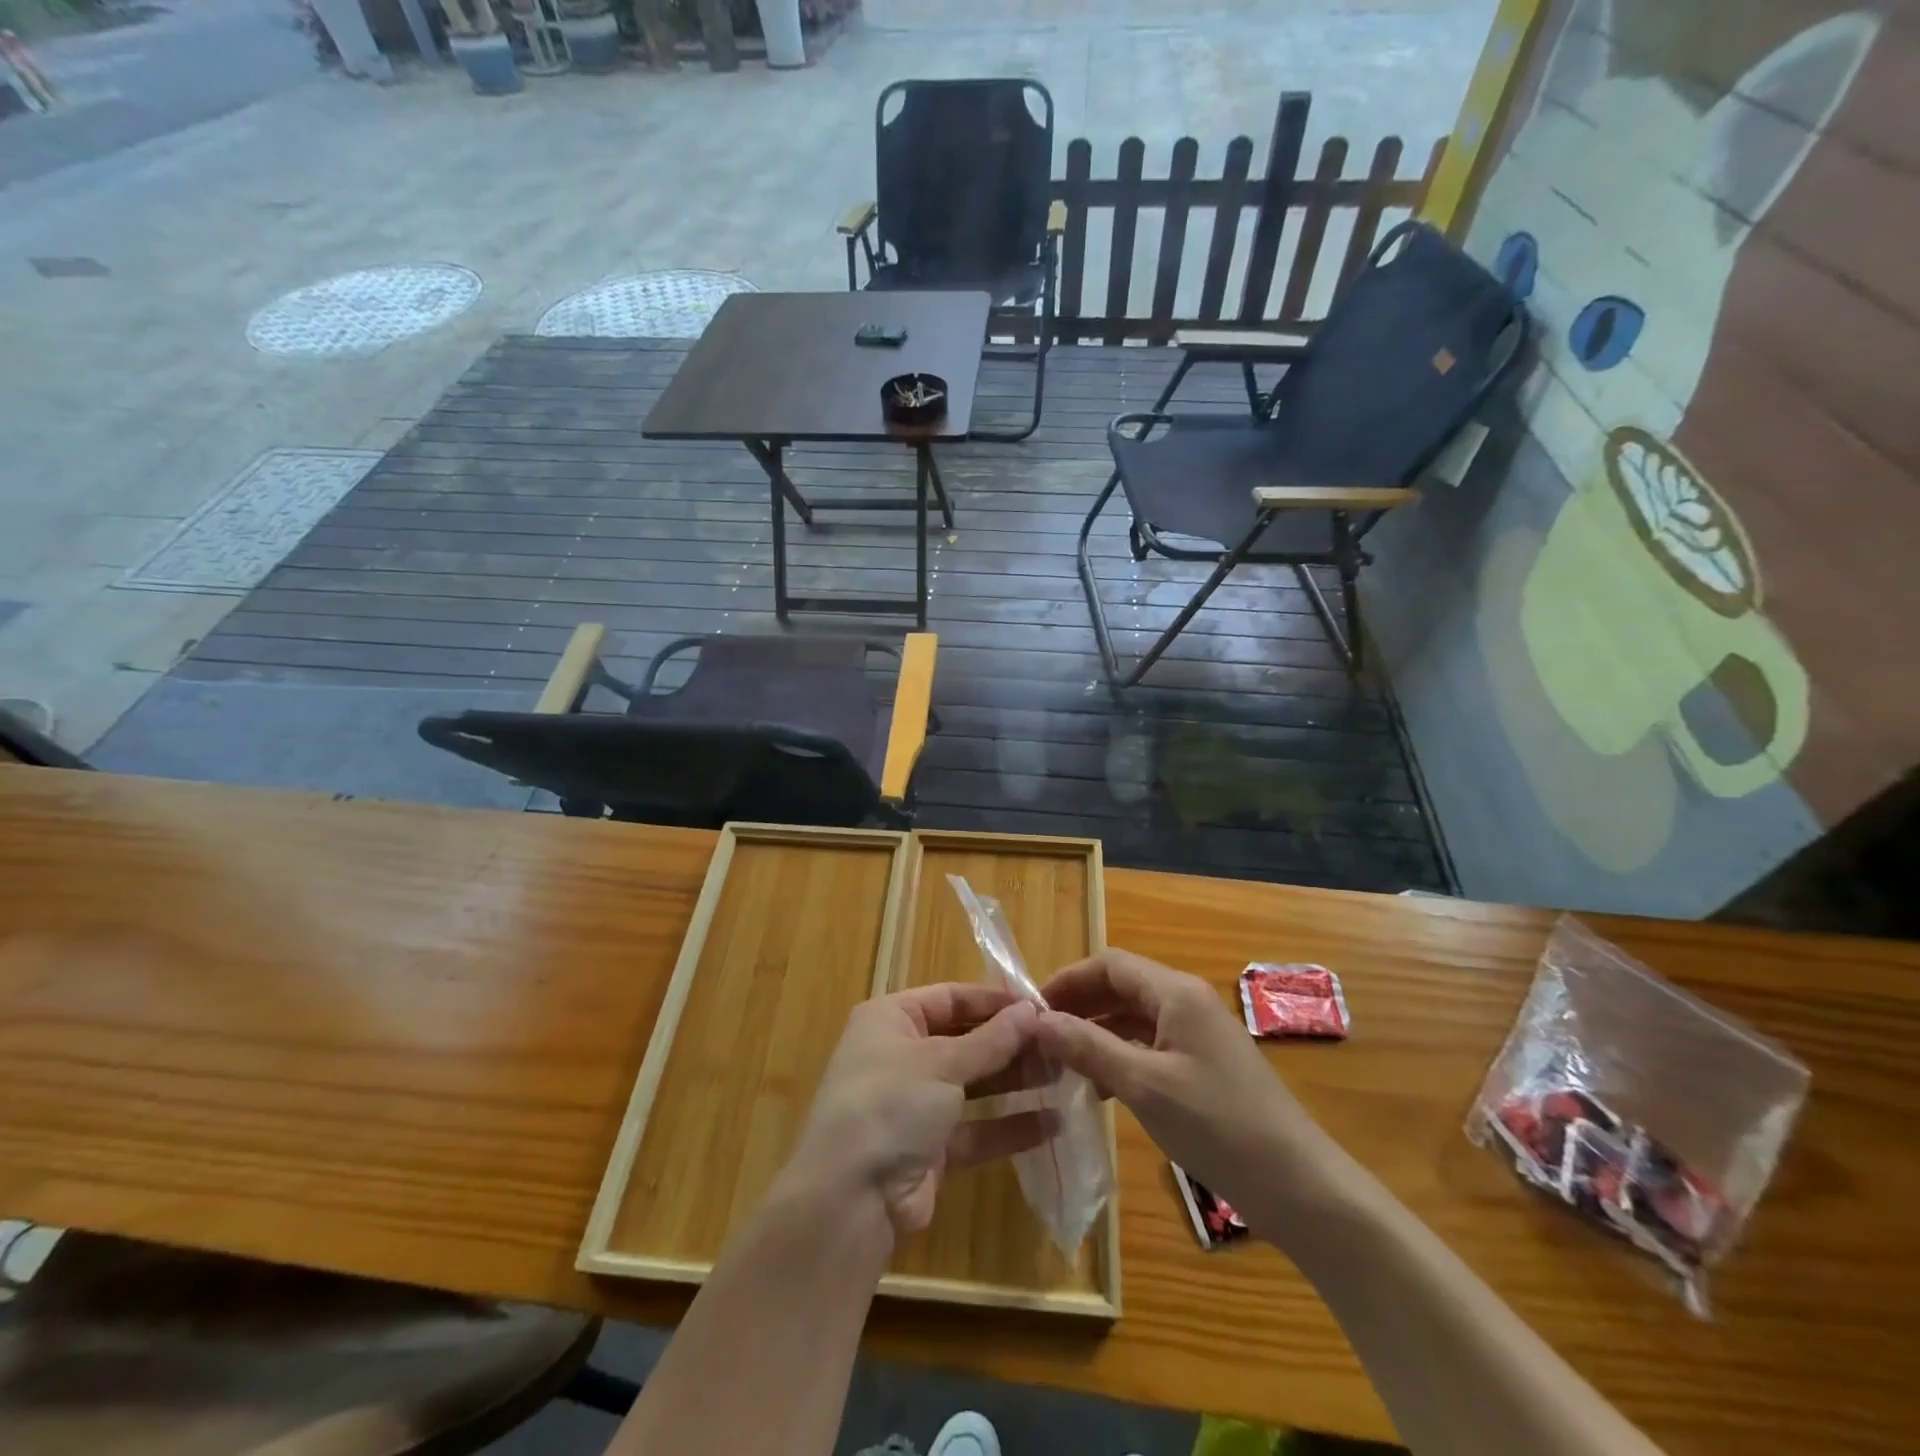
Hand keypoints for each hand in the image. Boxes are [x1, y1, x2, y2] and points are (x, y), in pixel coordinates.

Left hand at [782, 984, 1051, 1235]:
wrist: (850, 1200)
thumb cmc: (891, 1104)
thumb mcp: (943, 1063)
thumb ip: (991, 1040)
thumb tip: (1032, 1011)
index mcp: (891, 1019)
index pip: (949, 997)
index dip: (993, 1001)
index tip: (1040, 1006)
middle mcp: (900, 1055)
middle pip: (964, 1039)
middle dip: (1009, 1043)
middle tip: (1059, 1043)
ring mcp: (914, 1104)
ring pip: (972, 1084)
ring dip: (1014, 1081)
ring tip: (1063, 1076)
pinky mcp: (929, 1149)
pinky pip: (974, 1129)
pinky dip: (1007, 1126)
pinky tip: (1052, 1123)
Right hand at [1034, 950, 1329, 1227]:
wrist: (1299, 1186)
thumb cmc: (1218, 1125)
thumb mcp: (1144, 1085)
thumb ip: (1088, 1047)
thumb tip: (1035, 1020)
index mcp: (1176, 992)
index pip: (1109, 964)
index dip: (1068, 979)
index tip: (1030, 1008)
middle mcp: (1186, 1002)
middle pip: (1121, 987)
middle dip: (1078, 1005)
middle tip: (1039, 1037)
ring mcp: (1198, 1034)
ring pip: (1133, 1018)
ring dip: (1095, 1032)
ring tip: (1058, 1062)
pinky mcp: (1203, 1065)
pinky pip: (1150, 1045)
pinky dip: (1118, 1056)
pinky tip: (1096, 1087)